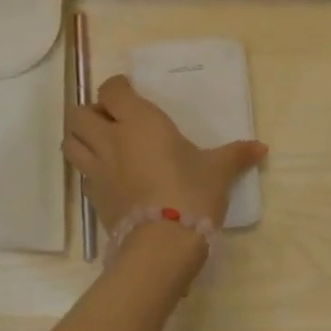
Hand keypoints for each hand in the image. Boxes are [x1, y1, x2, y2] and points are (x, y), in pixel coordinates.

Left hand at [64, 75, 266, 233]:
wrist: (163, 243)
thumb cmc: (192, 193)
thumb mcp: (218, 170)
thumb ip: (236, 155)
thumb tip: (261, 148)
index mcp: (139, 121)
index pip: (111, 90)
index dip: (117, 88)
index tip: (130, 92)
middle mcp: (111, 139)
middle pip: (78, 113)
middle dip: (89, 111)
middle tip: (111, 119)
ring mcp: (97, 169)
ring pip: (69, 141)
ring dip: (80, 137)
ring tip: (102, 143)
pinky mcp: (93, 197)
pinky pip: (81, 172)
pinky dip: (88, 168)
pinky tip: (109, 175)